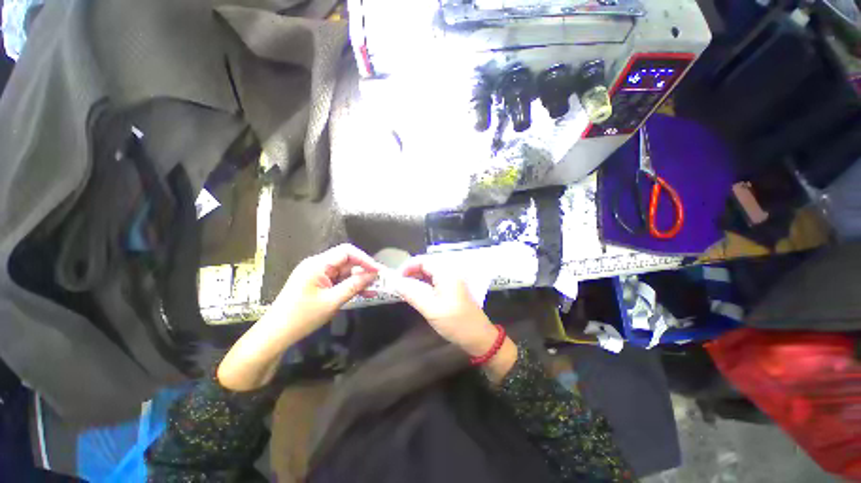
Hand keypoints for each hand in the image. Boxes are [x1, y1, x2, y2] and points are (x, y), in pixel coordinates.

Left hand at [217, 244, 380, 390]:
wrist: (276, 335)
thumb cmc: (302, 317)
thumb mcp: (332, 301)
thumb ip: (354, 285)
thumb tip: (373, 274)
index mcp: (317, 264)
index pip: (346, 252)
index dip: (364, 259)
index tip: (378, 270)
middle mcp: (317, 265)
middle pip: (346, 261)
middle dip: (364, 270)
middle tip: (380, 280)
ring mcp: (317, 275)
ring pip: (344, 272)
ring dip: (359, 279)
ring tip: (375, 288)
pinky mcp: (318, 284)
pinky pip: (338, 281)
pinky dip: (350, 286)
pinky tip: (364, 293)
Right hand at [395, 259, 498, 356]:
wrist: (478, 336)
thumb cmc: (455, 322)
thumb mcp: (431, 309)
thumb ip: (412, 294)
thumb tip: (396, 283)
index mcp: (446, 272)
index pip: (423, 260)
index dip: (407, 266)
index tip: (396, 278)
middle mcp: (450, 272)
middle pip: (427, 265)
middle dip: (411, 272)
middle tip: (398, 285)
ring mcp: (453, 280)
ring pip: (430, 273)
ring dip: (417, 278)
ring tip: (405, 289)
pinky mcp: (453, 288)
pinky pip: (435, 280)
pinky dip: (425, 284)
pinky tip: (417, 293)